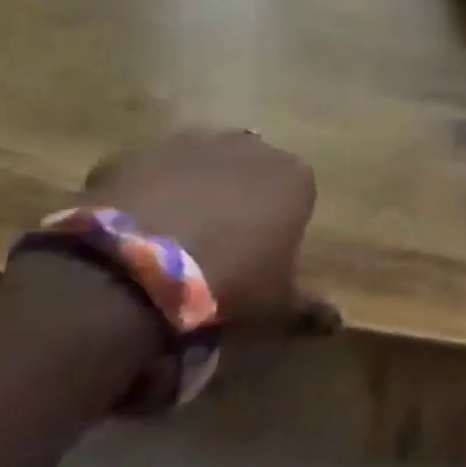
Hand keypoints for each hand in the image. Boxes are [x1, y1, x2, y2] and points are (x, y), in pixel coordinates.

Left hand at [79, 129, 336, 330]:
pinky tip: (130, 230)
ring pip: (200, 165)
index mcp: (295, 178)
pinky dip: (144, 193)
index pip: (297, 195)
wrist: (137, 270)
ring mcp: (194, 143)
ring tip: (168, 237)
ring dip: (191, 190)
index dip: (278, 224)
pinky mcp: (139, 151)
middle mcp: (252, 147)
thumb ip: (306, 308)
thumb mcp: (275, 306)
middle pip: (250, 171)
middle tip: (215, 244)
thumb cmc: (228, 283)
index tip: (261, 256)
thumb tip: (334, 323)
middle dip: (237, 198)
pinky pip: (149, 172)